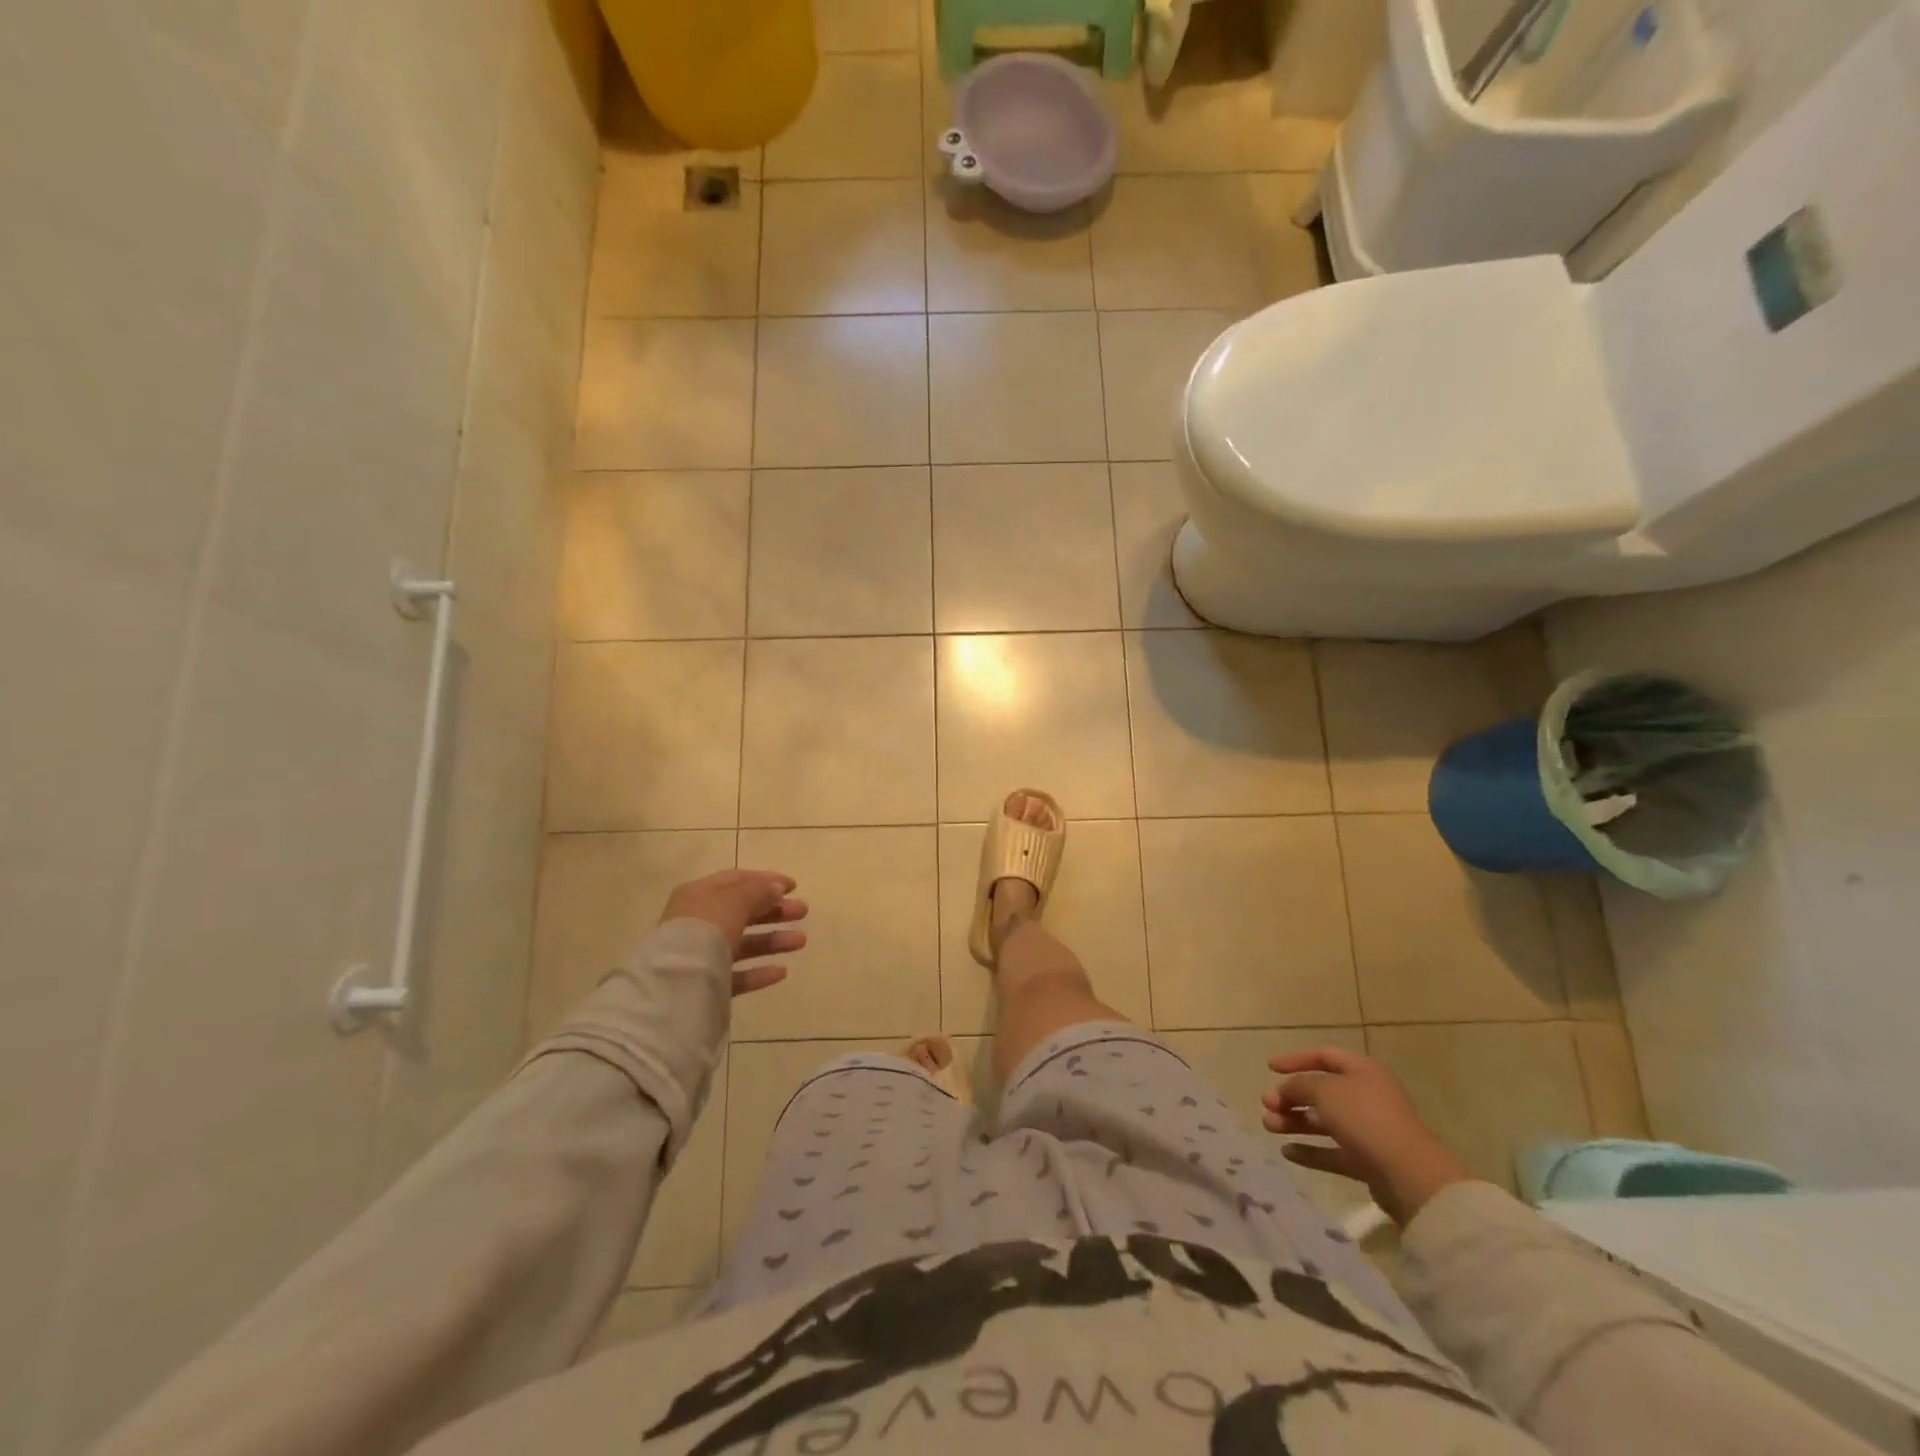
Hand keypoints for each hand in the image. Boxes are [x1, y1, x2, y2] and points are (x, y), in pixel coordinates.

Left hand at [659, 869, 807, 997]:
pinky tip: (781, 972)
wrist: (675, 986)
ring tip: (801, 942)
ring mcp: (701, 955)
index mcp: (698, 896)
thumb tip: (776, 888)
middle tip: (803, 912)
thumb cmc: (705, 931)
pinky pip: (738, 975)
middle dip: (775, 911)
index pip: (736, 881)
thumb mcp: (734, 902)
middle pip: (742, 912)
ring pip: (743, 943)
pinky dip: (759, 972)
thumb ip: (758, 891)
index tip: (794, 886)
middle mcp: (698, 922)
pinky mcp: (706, 985)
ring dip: (773, 940)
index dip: (766, 880)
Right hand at [1260, 1047, 1470, 1225]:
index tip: (1270, 1068)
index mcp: (1363, 1071)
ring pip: (1324, 1122)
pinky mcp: (1368, 1161)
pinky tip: (1287, 1153)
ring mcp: (1369, 1130)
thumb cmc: (1365, 1118)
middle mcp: (1367, 1096)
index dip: (1295, 1059)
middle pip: (1321, 1091)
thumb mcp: (1324, 1091)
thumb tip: (1284, 1090)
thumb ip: (1298, 1085)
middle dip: (1290, 1097)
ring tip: (1270, 1127)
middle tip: (1267, 1105)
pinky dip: (1311, 1151)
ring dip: (1295, 1122)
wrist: (1409, 1174)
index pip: (1324, 1056)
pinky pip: (1333, 1151)